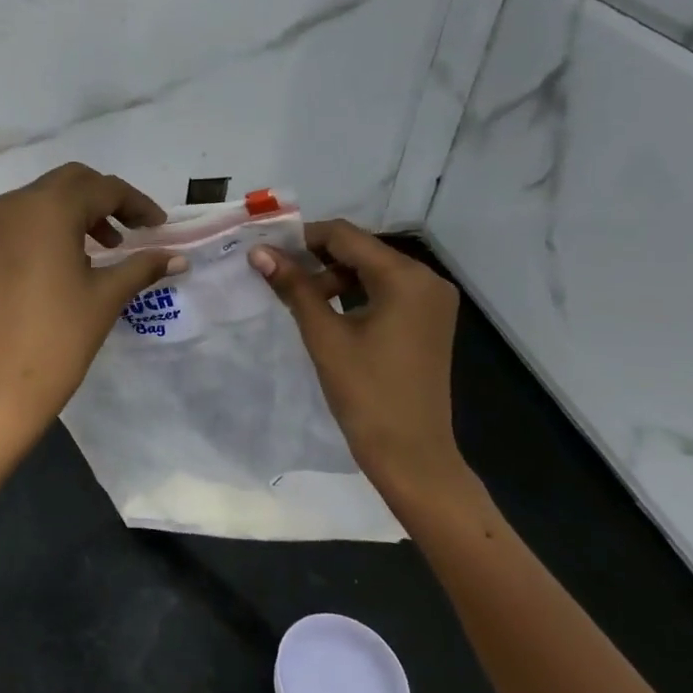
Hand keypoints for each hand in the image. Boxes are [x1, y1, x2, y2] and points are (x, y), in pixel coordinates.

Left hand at [0, 163, 184, 452]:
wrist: (0, 385)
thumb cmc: (61, 337)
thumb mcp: (107, 296)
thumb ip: (143, 266)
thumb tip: (178, 257)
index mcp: (49, 209)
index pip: (103, 189)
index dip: (136, 204)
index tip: (157, 226)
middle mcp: (14, 205)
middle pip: (69, 183)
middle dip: (103, 200)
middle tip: (129, 230)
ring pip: (39, 199)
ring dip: (72, 212)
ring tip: (98, 249)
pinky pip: (15, 223)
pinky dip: (42, 229)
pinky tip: (57, 262)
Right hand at [250, 220, 475, 511]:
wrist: (412, 455)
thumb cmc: (366, 394)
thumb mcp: (325, 336)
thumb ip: (294, 287)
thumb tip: (259, 252)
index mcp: (405, 277)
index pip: (345, 236)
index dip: (303, 238)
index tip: (268, 250)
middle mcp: (427, 279)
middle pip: (361, 249)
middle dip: (317, 257)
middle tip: (277, 273)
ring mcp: (432, 300)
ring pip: (373, 269)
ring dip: (335, 276)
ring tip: (298, 296)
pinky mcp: (429, 320)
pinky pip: (387, 290)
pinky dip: (356, 292)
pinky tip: (328, 309)